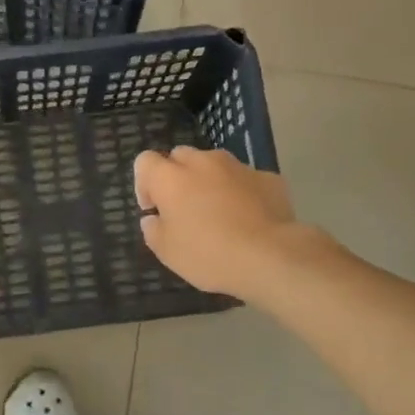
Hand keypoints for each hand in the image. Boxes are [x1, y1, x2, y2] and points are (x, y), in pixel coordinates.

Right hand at [133, 146, 302, 298]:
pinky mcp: (268, 177)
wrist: (271, 257)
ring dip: (210, 181)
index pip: (145, 161)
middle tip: (185, 209)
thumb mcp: (167, 252)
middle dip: (177, 177)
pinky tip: (249, 218)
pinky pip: (245, 179)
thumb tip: (154, 218)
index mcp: (171, 178)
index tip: (154, 209)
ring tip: (219, 213)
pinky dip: (241, 192)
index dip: (144, 183)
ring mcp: (238, 166)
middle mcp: (202, 162)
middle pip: (180, 156)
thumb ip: (153, 229)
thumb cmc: (209, 255)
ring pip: (215, 164)